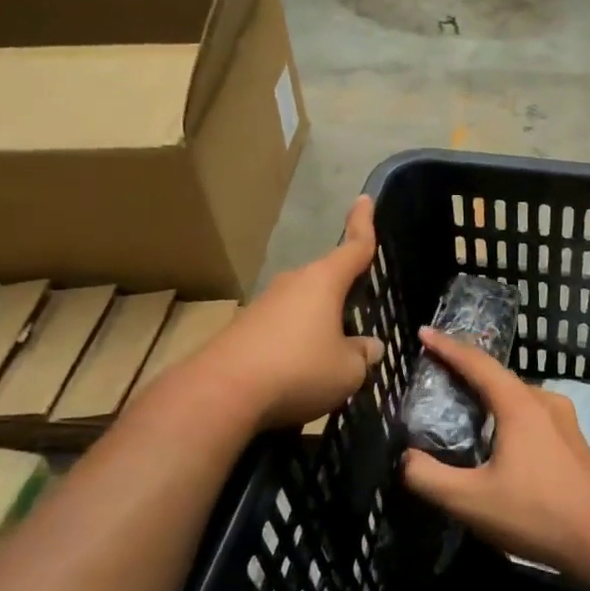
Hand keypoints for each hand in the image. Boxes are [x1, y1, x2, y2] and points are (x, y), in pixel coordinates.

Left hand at [194, 196, 384, 430]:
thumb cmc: (298, 369)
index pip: (354, 246)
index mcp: (324, 281)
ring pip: (303, 305)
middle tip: (358, 313)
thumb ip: (362, 355)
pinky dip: (294, 343)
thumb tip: (368, 347)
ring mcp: (265, 303)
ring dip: (317, 323)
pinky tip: (298, 372)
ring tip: (330, 358)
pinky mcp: (244, 327)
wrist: (221, 392)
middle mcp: (294, 282)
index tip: (364, 198)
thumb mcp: (347, 371)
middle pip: (326, 279)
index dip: (363, 223)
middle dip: (342, 292)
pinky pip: (282, 328)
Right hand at [401, 328, 589, 576]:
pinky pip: (531, 414)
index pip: (476, 363)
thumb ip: (429, 478)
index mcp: (518, 405)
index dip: (447, 346)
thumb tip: (406, 458)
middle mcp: (543, 401)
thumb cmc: (535, 513)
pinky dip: (507, 413)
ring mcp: (563, 419)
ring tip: (463, 407)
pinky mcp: (573, 440)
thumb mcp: (470, 501)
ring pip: (517, 396)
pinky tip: (499, 439)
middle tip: (437, 374)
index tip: (424, 332)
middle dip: (466, 370)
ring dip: (488, 394)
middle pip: (498, 376)